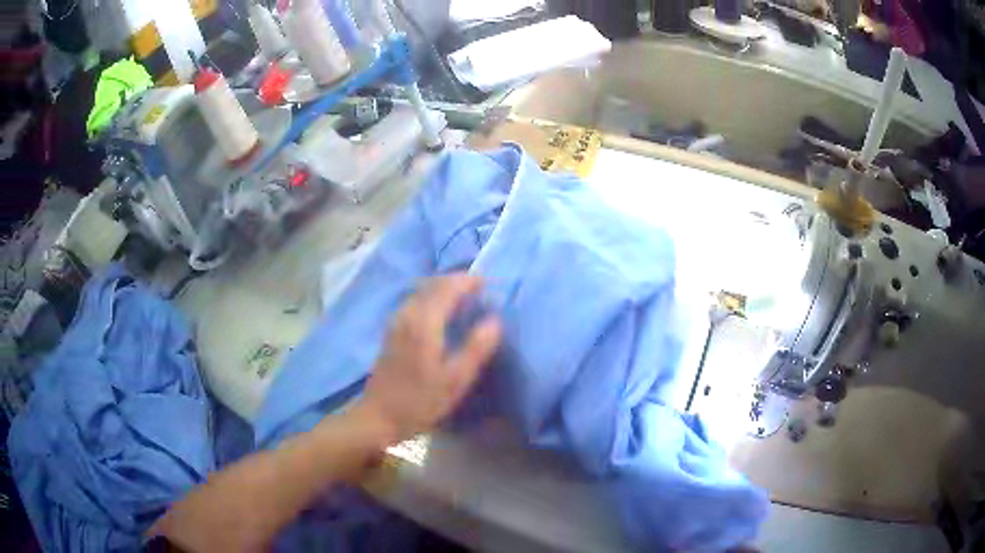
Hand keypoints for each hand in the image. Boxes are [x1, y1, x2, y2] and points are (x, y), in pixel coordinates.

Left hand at [352, 274, 501, 445]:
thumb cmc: (420, 401)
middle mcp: (408, 314)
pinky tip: (443, 313)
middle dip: (458, 281)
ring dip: (445, 288)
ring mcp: (397, 321)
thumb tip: (495, 320)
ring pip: (423, 291)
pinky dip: (433, 298)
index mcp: (424, 322)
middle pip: (434, 284)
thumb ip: (477, 348)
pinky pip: (416, 301)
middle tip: (482, 289)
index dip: (470, 281)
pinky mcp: (392, 331)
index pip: (448, 287)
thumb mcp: (456, 380)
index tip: (491, 284)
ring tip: (467, 298)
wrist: (379, 415)